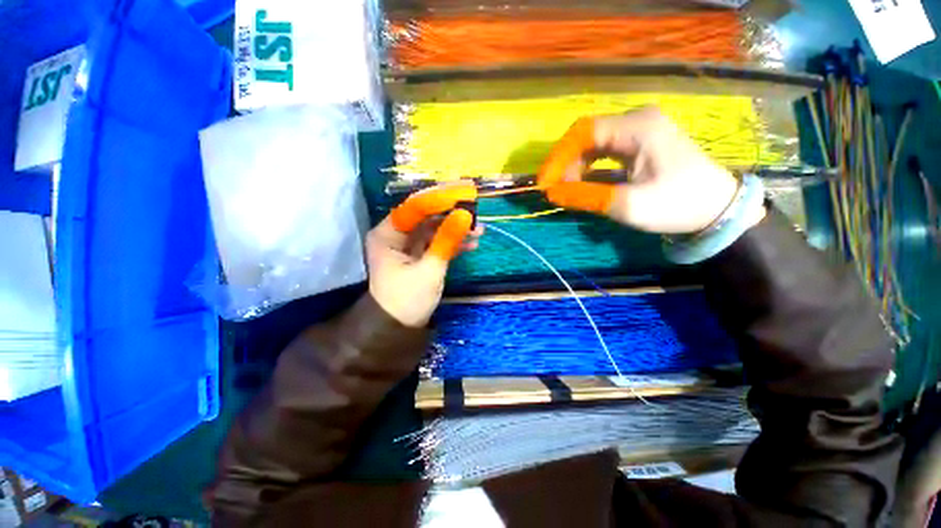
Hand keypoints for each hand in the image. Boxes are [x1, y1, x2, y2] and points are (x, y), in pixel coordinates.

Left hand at [367, 183, 481, 327]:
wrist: (398, 329)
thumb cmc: (408, 299)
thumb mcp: (430, 269)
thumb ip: (446, 240)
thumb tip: (465, 215)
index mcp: (387, 234)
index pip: (415, 207)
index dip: (440, 199)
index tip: (464, 193)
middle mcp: (395, 234)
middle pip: (426, 215)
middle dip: (451, 214)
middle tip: (475, 210)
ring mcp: (407, 245)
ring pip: (434, 229)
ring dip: (455, 229)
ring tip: (479, 230)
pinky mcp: (418, 255)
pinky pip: (436, 242)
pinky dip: (452, 242)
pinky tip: (472, 244)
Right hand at [538, 106, 762, 233]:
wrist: (717, 209)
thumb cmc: (677, 204)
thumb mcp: (627, 204)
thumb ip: (586, 196)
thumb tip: (552, 193)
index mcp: (637, 128)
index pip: (583, 132)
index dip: (558, 157)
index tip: (544, 183)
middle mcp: (637, 120)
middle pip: (586, 136)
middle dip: (565, 163)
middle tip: (554, 189)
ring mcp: (640, 130)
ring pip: (593, 143)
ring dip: (575, 166)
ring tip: (567, 189)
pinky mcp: (640, 143)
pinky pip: (604, 150)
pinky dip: (589, 167)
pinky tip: (583, 183)